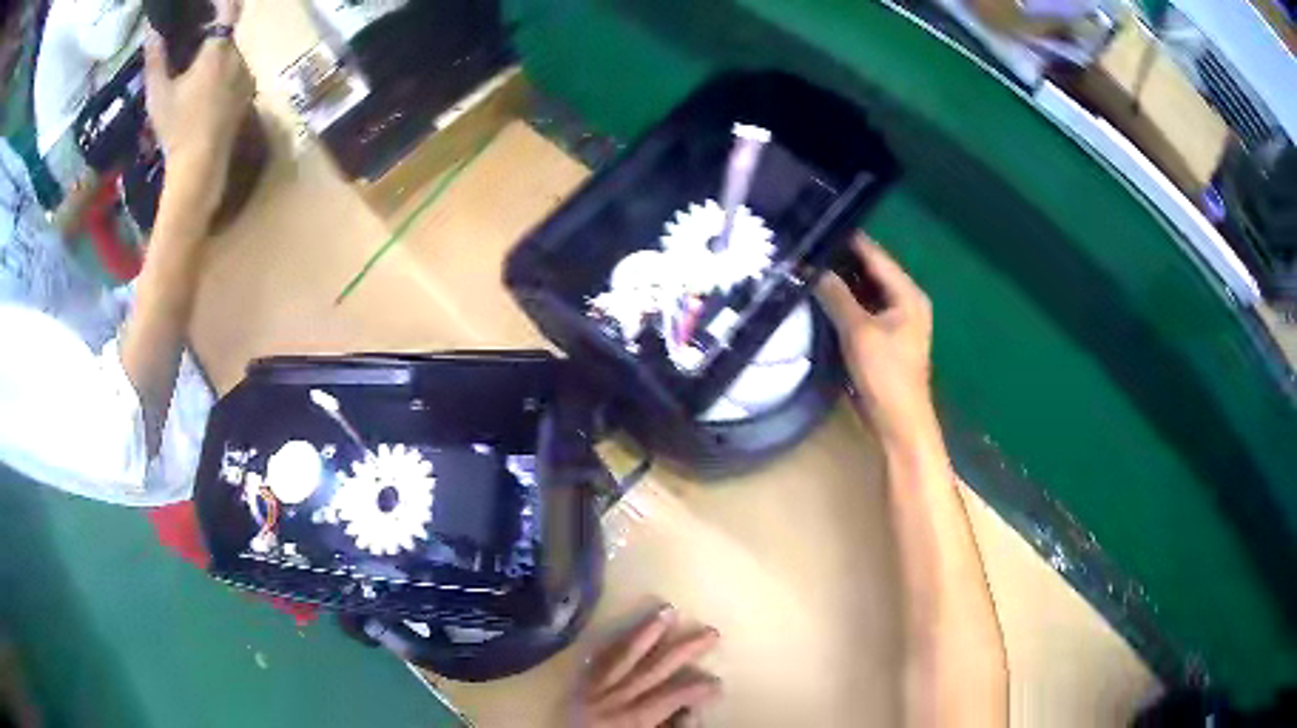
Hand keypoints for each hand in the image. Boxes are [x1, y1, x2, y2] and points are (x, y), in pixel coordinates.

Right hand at [144, 0, 253, 222]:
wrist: (200, 165)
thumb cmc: (176, 127)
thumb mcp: (158, 93)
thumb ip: (155, 59)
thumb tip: (151, 29)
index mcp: (218, 50)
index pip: (228, 11)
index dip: (221, 1)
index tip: (211, 1)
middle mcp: (238, 57)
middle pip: (227, 36)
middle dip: (211, 34)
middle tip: (192, 39)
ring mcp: (246, 76)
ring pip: (232, 55)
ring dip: (216, 55)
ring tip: (195, 68)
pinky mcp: (248, 94)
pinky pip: (236, 73)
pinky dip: (223, 72)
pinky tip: (206, 88)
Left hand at [580, 606, 721, 726]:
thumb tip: (689, 711)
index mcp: (634, 719)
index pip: (674, 696)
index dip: (699, 688)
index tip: (718, 683)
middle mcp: (615, 698)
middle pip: (655, 668)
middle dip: (684, 649)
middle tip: (710, 632)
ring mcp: (594, 689)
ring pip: (624, 655)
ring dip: (647, 632)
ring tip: (667, 610)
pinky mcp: (579, 685)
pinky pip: (597, 660)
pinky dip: (612, 643)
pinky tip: (624, 629)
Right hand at [817, 234, 934, 442]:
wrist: (899, 422)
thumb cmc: (885, 375)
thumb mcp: (859, 332)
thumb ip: (836, 295)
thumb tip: (809, 267)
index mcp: (908, 293)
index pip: (875, 254)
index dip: (847, 239)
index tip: (816, 225)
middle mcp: (905, 300)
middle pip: (870, 269)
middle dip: (840, 259)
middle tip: (805, 245)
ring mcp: (896, 319)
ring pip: (865, 289)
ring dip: (840, 280)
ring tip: (807, 264)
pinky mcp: (884, 336)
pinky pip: (863, 307)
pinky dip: (845, 300)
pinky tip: (820, 294)